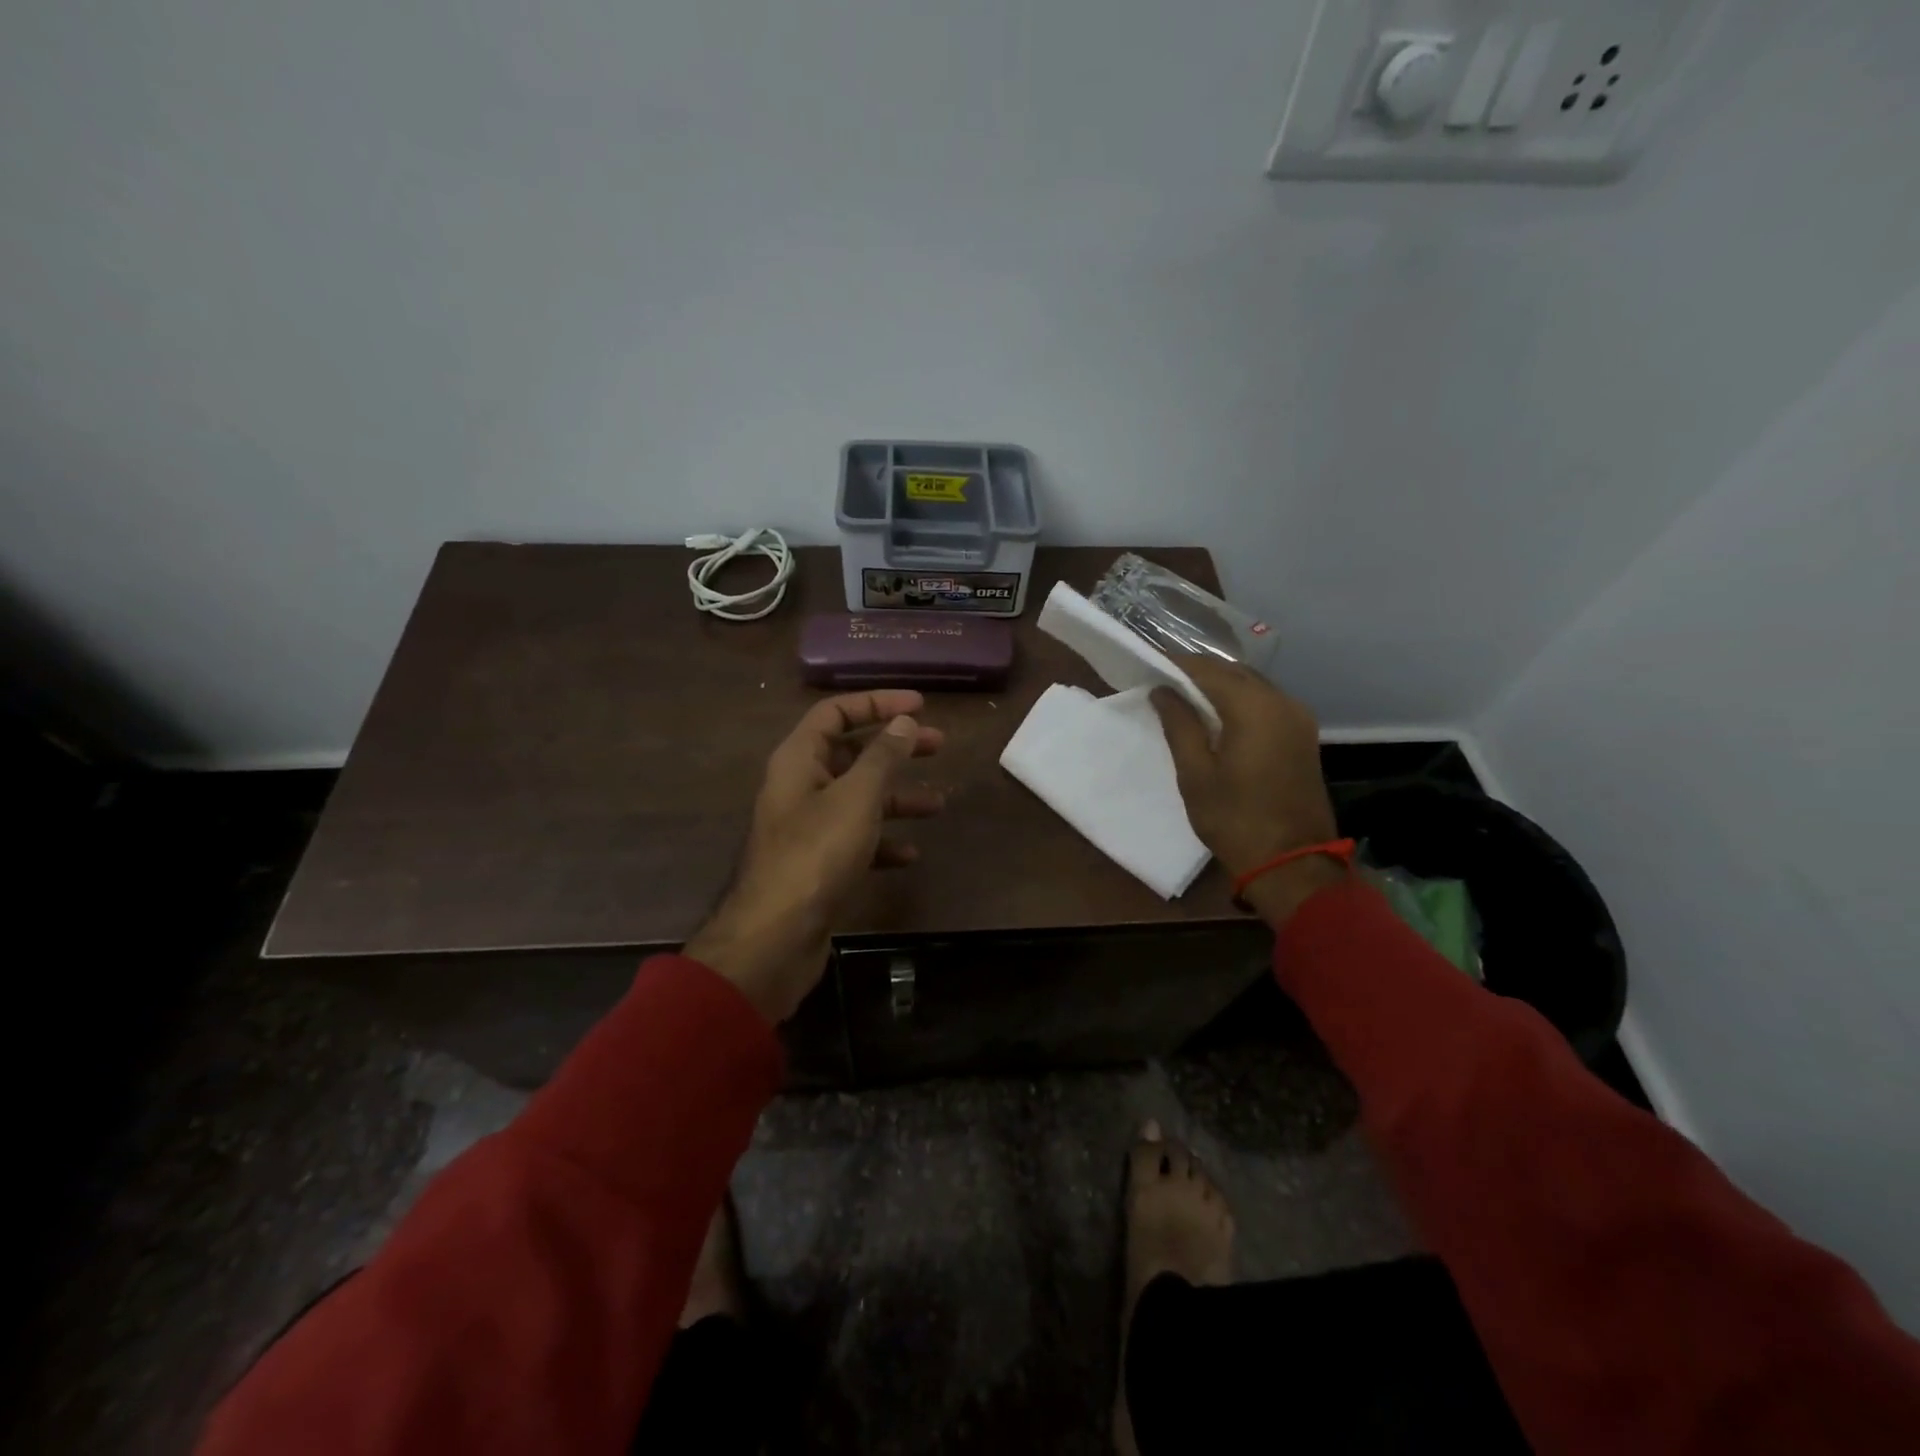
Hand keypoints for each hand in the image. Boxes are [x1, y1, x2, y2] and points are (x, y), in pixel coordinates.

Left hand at [685, 690, 944, 1021]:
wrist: (776, 937)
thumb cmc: (817, 854)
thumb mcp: (857, 797)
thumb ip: (883, 756)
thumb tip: (904, 722)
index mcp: (798, 760)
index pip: (836, 713)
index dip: (877, 703)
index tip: (920, 705)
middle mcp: (800, 787)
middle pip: (851, 754)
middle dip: (895, 749)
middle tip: (938, 745)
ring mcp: (808, 828)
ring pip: (858, 799)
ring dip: (897, 797)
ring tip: (938, 803)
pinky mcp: (818, 864)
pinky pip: (856, 840)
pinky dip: (883, 842)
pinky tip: (910, 855)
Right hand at [1150, 658, 1344, 925]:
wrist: (1292, 863)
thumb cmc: (1235, 819)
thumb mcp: (1195, 774)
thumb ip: (1179, 725)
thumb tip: (1162, 690)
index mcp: (1254, 708)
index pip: (1208, 670)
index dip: (1176, 663)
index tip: (1147, 662)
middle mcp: (1282, 702)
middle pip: (1233, 672)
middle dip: (1197, 671)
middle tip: (1161, 678)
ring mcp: (1298, 717)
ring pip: (1252, 684)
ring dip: (1219, 684)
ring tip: (1183, 695)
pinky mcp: (1303, 734)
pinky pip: (1266, 702)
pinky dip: (1238, 699)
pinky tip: (1215, 714)